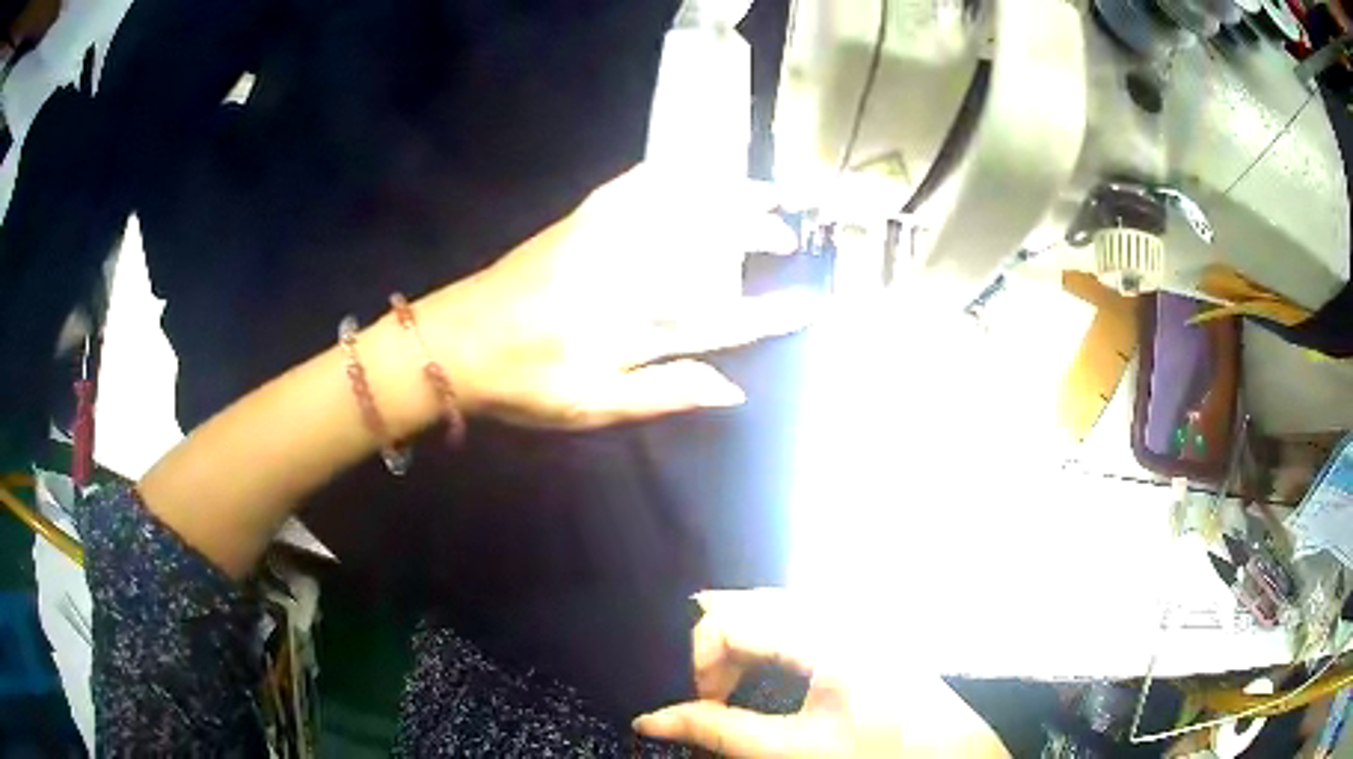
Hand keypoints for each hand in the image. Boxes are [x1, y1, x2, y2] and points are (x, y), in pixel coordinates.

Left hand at [424, 164, 812, 428]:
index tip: (809, 304)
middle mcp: (624, 275)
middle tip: (790, 230)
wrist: (454, 342)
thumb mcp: (590, 406)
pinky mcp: (576, 223)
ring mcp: (599, 241)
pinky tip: (688, 167)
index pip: (718, 319)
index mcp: (631, 328)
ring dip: (725, 196)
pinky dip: (664, 174)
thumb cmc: (522, 384)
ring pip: (677, 211)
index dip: (769, 313)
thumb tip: (733, 388)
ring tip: (763, 189)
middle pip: (705, 248)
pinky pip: (628, 188)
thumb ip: (663, 393)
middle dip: (754, 234)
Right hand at [632, 590, 1010, 757]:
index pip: (730, 617)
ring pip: (774, 606)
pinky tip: (769, 672)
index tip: (708, 707)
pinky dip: (769, 641)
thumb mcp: (793, 750)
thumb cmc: (876, 754)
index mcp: (825, 632)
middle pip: (750, 602)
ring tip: (735, 687)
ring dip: (742, 643)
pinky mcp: (862, 626)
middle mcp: (840, 608)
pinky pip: (799, 615)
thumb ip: (716, 732)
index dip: (702, 661)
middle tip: (718, 696)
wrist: (951, 755)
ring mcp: (855, 613)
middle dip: (718, 647)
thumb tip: (647, 720)